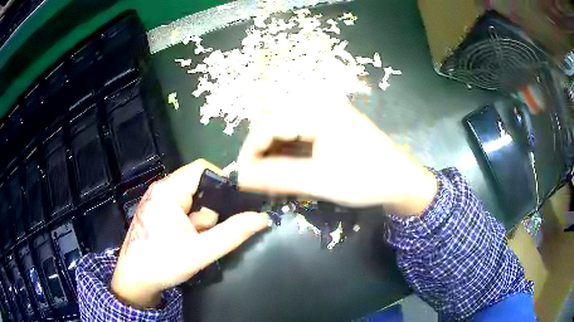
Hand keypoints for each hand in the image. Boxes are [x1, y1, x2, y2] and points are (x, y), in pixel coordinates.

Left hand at [111, 159, 268, 308]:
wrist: (134, 280)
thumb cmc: (162, 263)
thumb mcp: (200, 251)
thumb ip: (232, 234)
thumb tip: (262, 218)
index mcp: (169, 191)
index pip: (202, 169)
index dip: (223, 181)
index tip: (237, 203)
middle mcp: (162, 190)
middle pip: (199, 186)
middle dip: (211, 210)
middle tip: (208, 233)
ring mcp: (159, 202)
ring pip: (193, 201)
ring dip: (201, 221)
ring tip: (195, 242)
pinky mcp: (159, 213)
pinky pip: (184, 211)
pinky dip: (192, 224)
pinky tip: (188, 242)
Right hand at [237, 94, 436, 213]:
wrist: (401, 181)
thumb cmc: (366, 180)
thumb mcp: (320, 181)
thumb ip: (277, 177)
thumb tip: (240, 177)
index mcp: (317, 110)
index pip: (267, 124)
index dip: (250, 150)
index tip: (243, 176)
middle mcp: (318, 102)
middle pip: (271, 118)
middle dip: (259, 147)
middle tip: (257, 176)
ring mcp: (325, 110)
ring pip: (282, 122)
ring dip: (271, 147)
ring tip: (269, 173)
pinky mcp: (329, 121)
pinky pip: (296, 128)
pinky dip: (286, 146)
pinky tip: (286, 164)